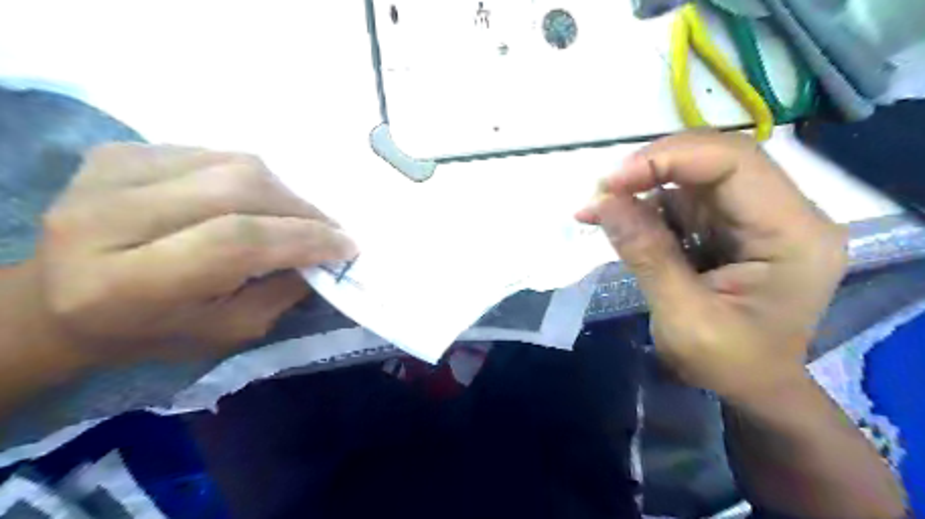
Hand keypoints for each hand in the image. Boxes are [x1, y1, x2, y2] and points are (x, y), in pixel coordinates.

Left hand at [32, 145, 356, 365]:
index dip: (303, 238)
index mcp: (129, 283)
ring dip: (283, 191)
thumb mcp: (227, 332)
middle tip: (330, 230)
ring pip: (233, 164)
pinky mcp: (119, 152)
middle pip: (237, 190)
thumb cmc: (151, 332)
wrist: (59, 301)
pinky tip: (258, 200)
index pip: (237, 241)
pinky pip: (215, 153)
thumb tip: (324, 254)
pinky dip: (252, 176)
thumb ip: (281, 292)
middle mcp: (107, 218)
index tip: (347, 245)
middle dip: (302, 210)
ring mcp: (108, 173)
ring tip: (299, 217)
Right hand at [575, 133, 844, 397]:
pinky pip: (687, 197)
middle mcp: (786, 213)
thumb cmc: (730, 365)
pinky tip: (619, 219)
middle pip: (717, 158)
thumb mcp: (683, 318)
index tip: (610, 182)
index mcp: (793, 235)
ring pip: (697, 173)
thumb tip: (602, 203)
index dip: (668, 159)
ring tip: (601, 208)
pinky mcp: (734, 224)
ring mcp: (760, 216)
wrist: (755, 388)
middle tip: (602, 191)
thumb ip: (646, 255)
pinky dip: (648, 203)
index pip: (735, 164)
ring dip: (644, 185)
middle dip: (653, 167)